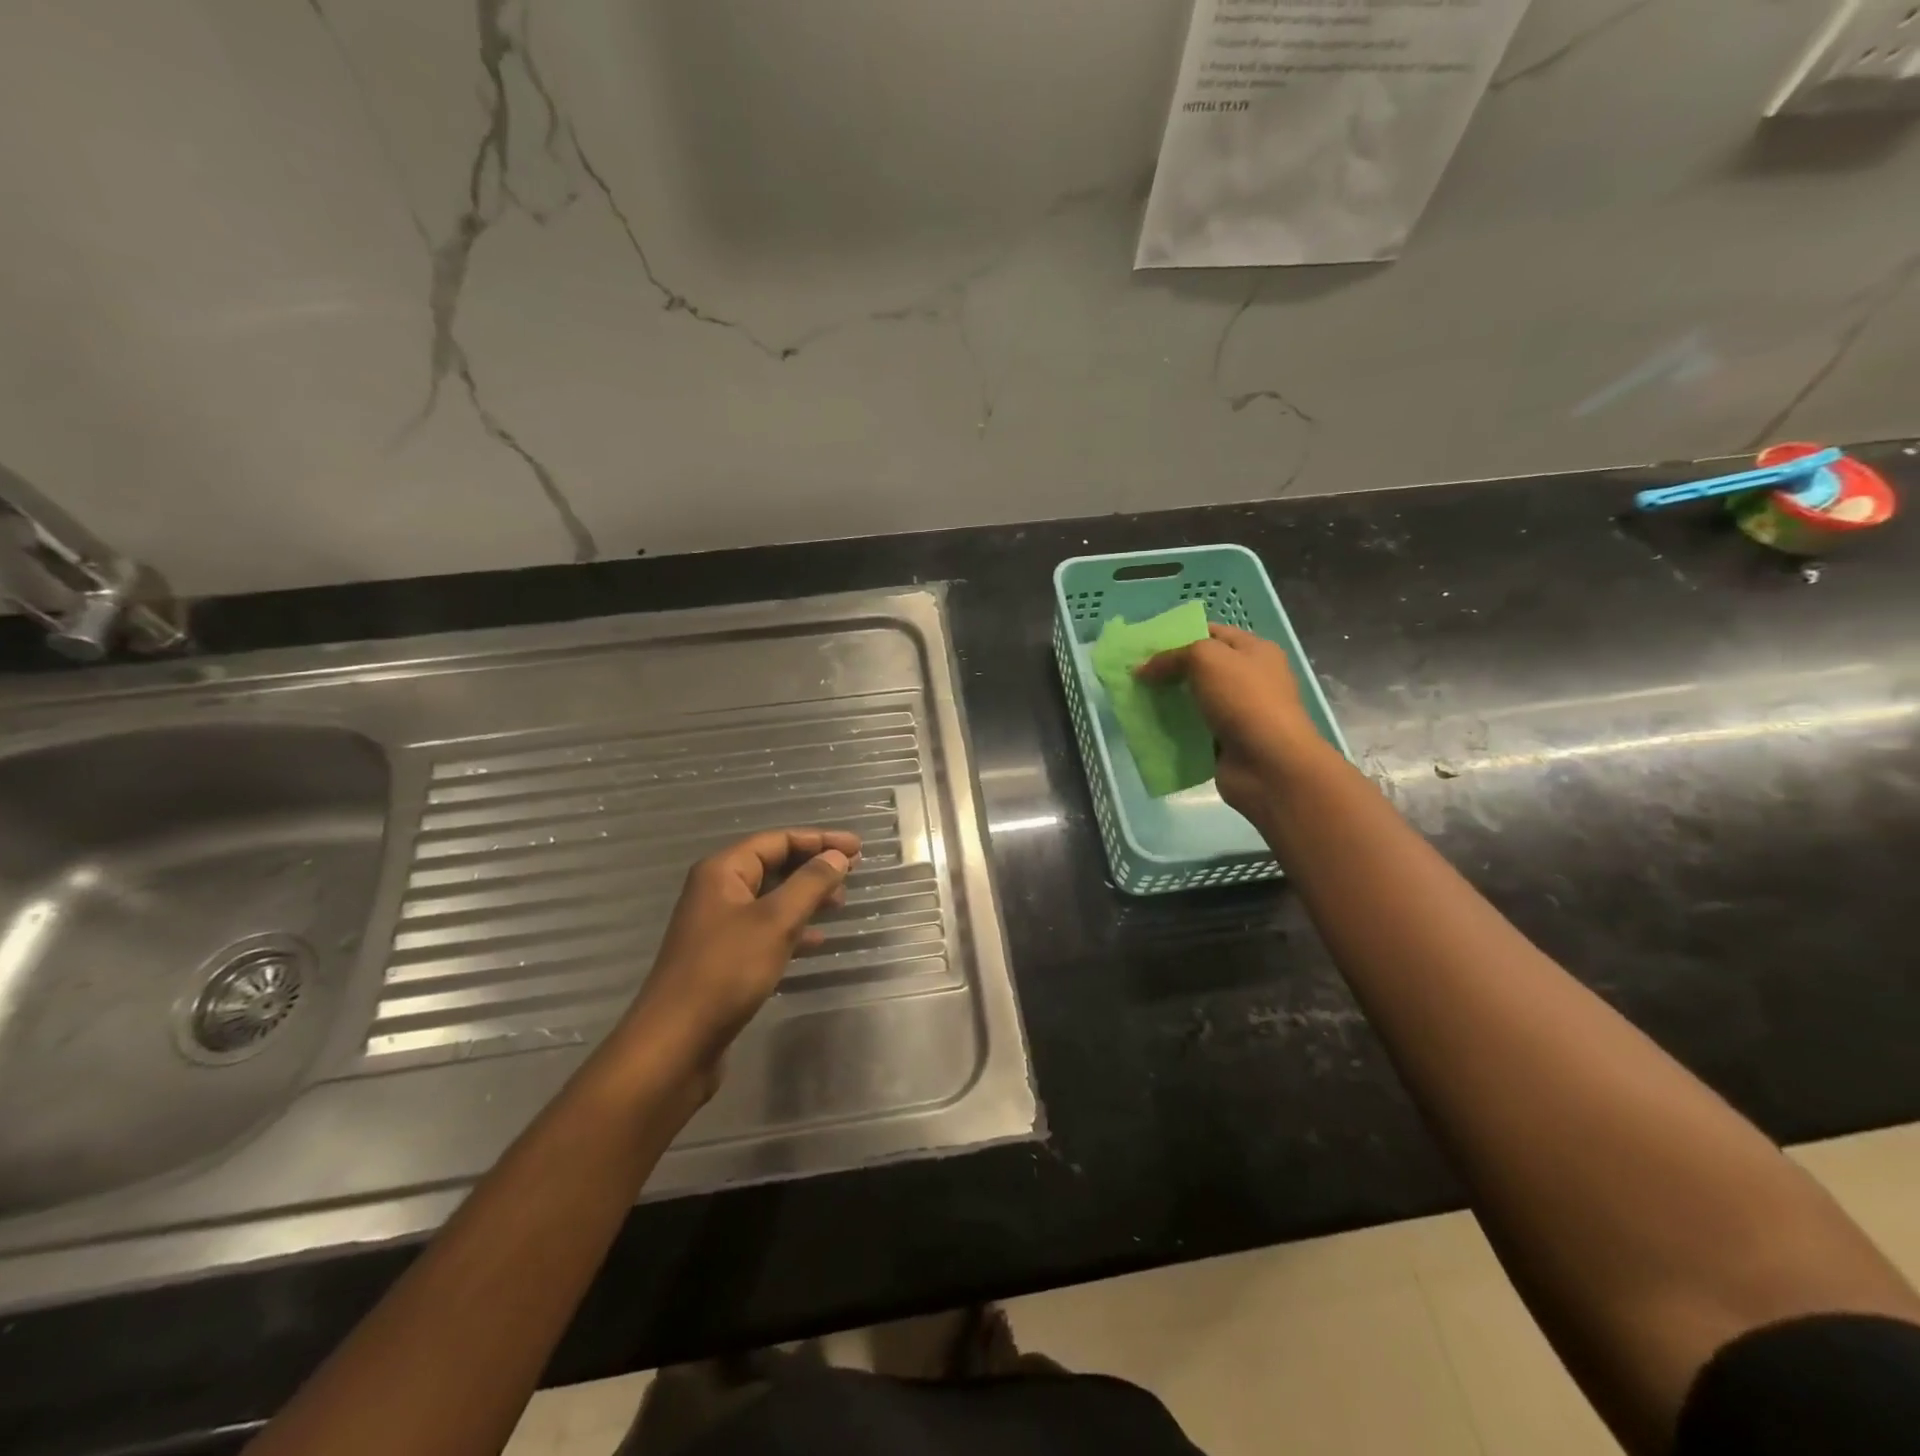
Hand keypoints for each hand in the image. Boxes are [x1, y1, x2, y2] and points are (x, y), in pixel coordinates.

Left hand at [623, 828, 859, 1088]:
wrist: (675, 1044)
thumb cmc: (726, 972)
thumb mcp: (775, 922)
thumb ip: (810, 884)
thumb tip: (838, 856)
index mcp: (723, 871)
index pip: (777, 840)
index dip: (819, 840)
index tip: (858, 848)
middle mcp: (717, 891)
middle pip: (773, 865)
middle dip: (813, 866)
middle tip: (853, 873)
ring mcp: (719, 926)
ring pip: (771, 898)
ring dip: (806, 897)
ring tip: (840, 904)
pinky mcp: (724, 957)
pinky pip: (765, 929)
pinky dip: (792, 929)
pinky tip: (816, 941)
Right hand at [1137, 624, 1330, 817]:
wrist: (1268, 764)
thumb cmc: (1244, 700)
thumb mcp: (1206, 659)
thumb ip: (1171, 657)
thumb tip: (1142, 668)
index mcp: (1255, 652)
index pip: (1213, 633)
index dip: (1180, 635)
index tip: (1146, 645)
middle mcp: (1250, 680)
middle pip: (1201, 669)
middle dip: (1169, 670)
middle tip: (1136, 674)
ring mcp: (1238, 714)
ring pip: (1194, 701)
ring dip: (1167, 702)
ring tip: (1135, 700)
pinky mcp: (1225, 743)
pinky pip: (1192, 731)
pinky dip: (1172, 731)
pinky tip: (1148, 728)